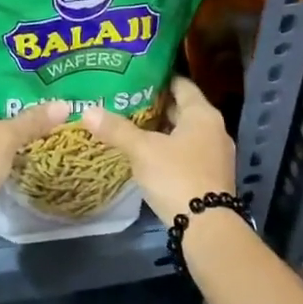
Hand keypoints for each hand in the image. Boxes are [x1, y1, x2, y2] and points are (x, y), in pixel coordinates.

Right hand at [80, 77, 236, 222]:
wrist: (207, 227)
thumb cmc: (177, 177)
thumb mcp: (142, 150)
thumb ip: (117, 129)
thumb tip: (87, 110)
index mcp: (202, 114)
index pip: (181, 84)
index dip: (158, 78)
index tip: (135, 76)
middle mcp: (214, 129)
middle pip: (183, 109)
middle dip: (156, 105)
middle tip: (126, 100)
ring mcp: (215, 154)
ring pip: (184, 132)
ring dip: (161, 129)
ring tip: (131, 125)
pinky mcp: (211, 176)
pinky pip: (187, 152)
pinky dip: (169, 148)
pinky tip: (147, 153)